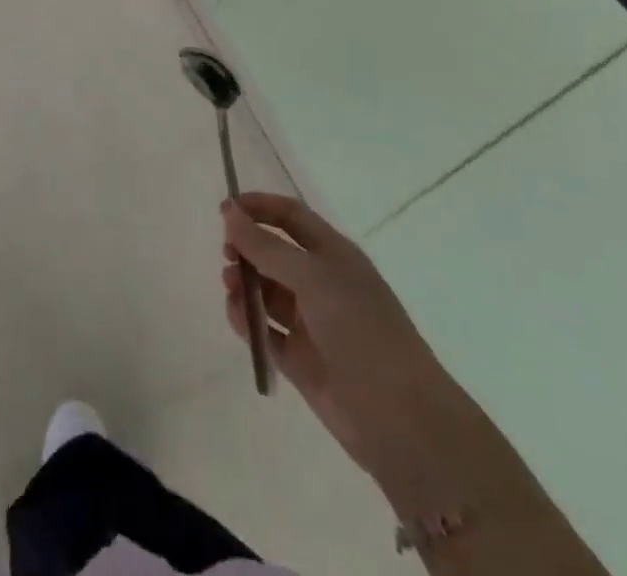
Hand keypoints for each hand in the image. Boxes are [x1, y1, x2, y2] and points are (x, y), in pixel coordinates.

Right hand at [221, 192, 464, 482]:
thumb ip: (266, 246)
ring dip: (244, 284)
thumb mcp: (313, 277)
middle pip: (275, 252)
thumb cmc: (361, 330)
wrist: (401, 419)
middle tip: (226, 254)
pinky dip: (247, 321)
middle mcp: (322, 283)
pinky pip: (266, 331)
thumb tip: (229, 212)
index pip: (291, 216)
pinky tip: (236, 316)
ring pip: (267, 292)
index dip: (259, 207)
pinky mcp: (301, 360)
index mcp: (334, 255)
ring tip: (230, 287)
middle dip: (247, 248)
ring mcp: (311, 323)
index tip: (225, 210)